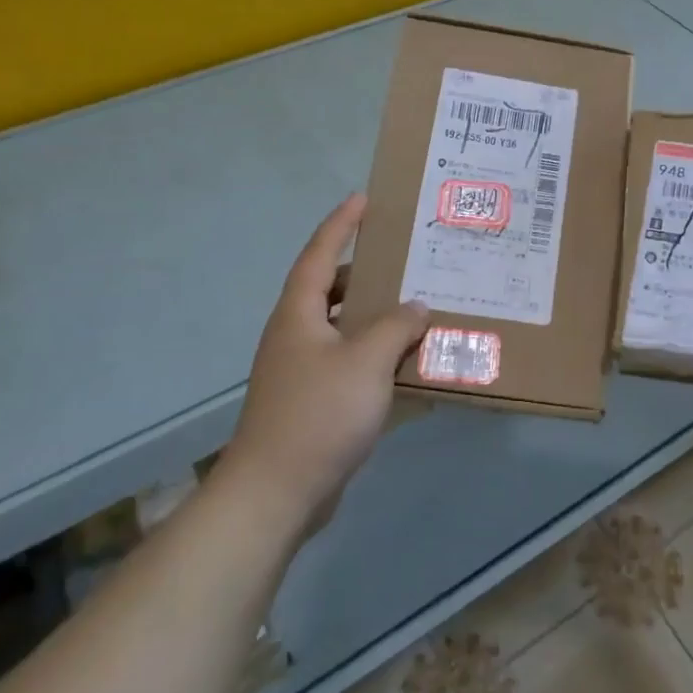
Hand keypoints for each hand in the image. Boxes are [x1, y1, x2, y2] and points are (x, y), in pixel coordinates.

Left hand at [219, 194, 429, 530]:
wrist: (276, 494)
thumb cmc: (319, 414)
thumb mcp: (367, 361)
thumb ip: (396, 326)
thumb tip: (416, 306)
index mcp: (299, 314)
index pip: (320, 254)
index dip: (341, 224)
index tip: (363, 199)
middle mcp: (295, 334)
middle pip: (331, 289)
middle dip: (365, 271)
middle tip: (404, 258)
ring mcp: (301, 370)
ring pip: (342, 327)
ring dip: (375, 315)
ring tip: (414, 306)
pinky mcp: (312, 401)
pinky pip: (348, 361)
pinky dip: (374, 353)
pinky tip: (405, 362)